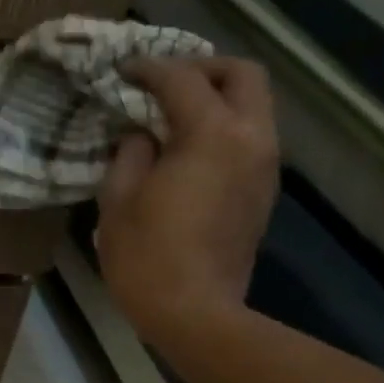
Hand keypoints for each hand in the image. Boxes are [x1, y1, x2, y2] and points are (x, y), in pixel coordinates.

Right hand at [95, 56, 278, 351]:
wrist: (195, 313)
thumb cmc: (146, 257)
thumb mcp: (119, 200)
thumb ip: (130, 154)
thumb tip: (141, 135)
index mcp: (212, 135)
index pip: (183, 79)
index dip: (149, 69)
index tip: (123, 71)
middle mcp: (251, 139)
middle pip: (243, 75)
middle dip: (203, 69)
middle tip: (163, 83)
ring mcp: (264, 166)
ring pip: (254, 105)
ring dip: (217, 98)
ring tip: (173, 115)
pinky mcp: (264, 191)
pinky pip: (250, 137)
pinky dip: (224, 127)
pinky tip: (188, 150)